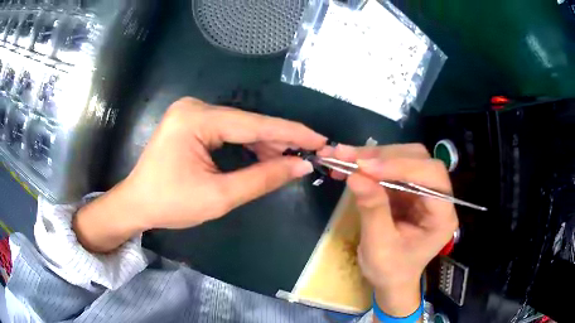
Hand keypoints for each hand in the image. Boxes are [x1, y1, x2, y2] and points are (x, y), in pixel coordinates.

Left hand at [74, 97, 326, 251]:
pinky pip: (227, 130)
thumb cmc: (170, 204)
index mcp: (196, 119)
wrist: (137, 204)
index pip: (254, 124)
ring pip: (239, 126)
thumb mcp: (219, 197)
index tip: (320, 140)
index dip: (291, 133)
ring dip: (264, 143)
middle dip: (279, 140)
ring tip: (290, 159)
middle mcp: (194, 107)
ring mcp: (191, 112)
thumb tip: (300, 166)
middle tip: (308, 155)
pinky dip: (246, 144)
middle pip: (248, 123)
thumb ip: (262, 178)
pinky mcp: (191, 121)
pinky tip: (264, 154)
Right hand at [320, 144, 457, 317]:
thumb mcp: (379, 246)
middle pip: (418, 159)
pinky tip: (348, 165)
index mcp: (442, 215)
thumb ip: (372, 210)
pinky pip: (390, 166)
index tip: (365, 167)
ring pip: (403, 157)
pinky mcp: (407, 188)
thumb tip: (355, 175)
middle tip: (349, 158)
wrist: (391, 279)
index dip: (400, 166)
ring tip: (342, 158)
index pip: (431, 176)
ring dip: (372, 156)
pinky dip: (368, 164)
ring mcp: (422, 189)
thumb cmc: (390, 270)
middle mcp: (438, 196)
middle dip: (383, 156)